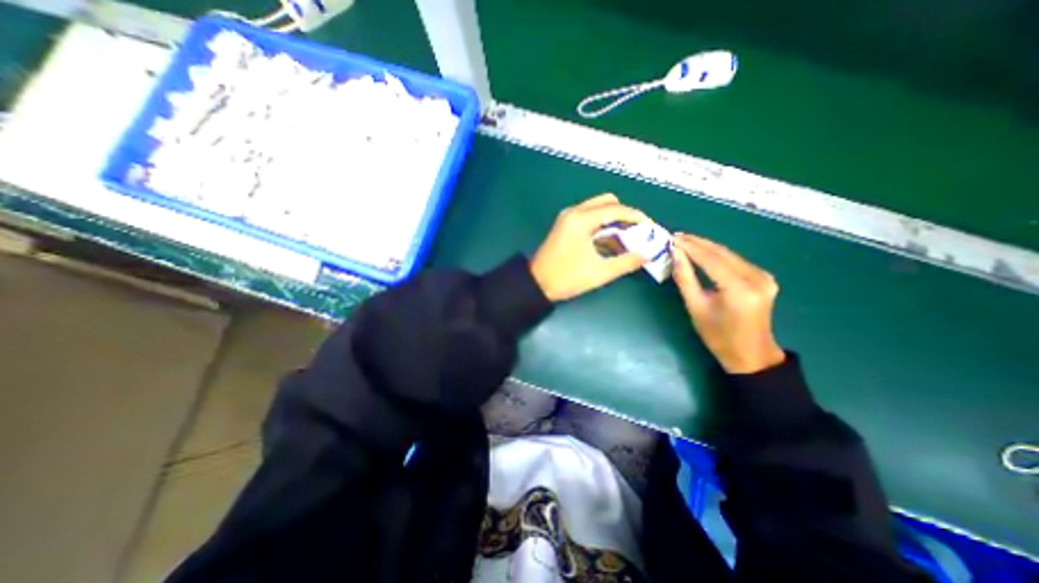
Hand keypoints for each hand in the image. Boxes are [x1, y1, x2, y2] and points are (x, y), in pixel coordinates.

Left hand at [531, 194, 646, 300]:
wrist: (537, 284)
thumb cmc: (566, 278)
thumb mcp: (599, 272)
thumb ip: (626, 262)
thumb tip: (646, 255)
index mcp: (581, 219)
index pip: (615, 209)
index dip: (636, 216)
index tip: (649, 226)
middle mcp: (574, 212)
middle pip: (606, 202)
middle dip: (624, 214)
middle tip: (636, 231)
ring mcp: (567, 217)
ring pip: (596, 207)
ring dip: (612, 218)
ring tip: (626, 236)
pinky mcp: (564, 225)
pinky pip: (588, 216)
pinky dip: (601, 223)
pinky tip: (608, 239)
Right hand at [669, 235, 782, 375]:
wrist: (750, 354)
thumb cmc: (718, 336)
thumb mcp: (695, 307)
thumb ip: (685, 278)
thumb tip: (675, 255)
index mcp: (739, 290)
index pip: (711, 260)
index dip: (691, 247)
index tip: (673, 238)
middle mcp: (756, 279)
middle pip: (722, 253)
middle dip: (698, 243)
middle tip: (677, 236)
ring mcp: (764, 277)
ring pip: (729, 254)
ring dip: (706, 247)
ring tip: (685, 241)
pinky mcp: (764, 278)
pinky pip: (736, 261)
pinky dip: (717, 255)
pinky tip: (703, 252)